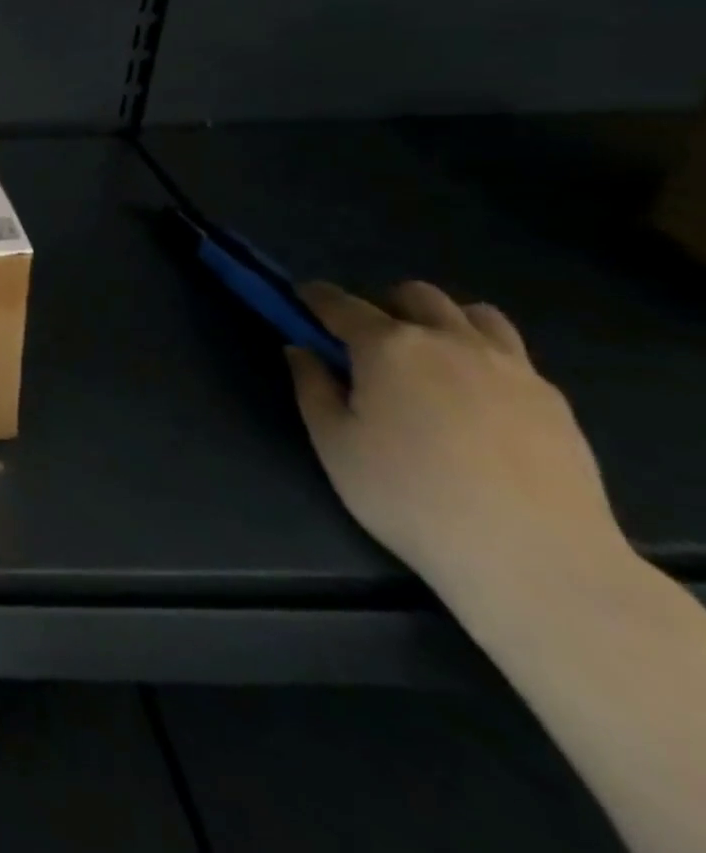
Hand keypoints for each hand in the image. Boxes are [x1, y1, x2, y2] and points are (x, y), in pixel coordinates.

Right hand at [288, 280, 629, 608]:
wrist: (535, 557)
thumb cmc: (409, 495)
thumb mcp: (334, 444)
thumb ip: (312, 387)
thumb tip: (302, 350)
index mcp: (388, 346)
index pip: (341, 304)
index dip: (315, 297)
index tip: (300, 297)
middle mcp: (448, 341)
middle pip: (415, 296)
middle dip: (384, 305)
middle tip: (368, 340)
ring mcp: (510, 366)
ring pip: (473, 314)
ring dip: (441, 321)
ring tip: (429, 358)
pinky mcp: (552, 398)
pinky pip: (511, 353)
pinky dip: (482, 355)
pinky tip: (475, 395)